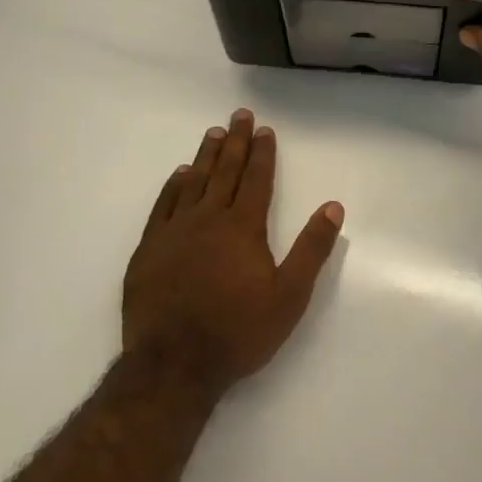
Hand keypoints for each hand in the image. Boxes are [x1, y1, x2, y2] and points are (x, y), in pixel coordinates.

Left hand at [123, 110, 343, 395]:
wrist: (173, 366)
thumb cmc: (238, 331)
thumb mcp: (290, 295)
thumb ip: (312, 248)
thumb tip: (333, 207)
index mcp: (243, 227)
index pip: (256, 179)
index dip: (262, 153)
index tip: (264, 130)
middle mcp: (208, 219)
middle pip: (225, 171)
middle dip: (235, 142)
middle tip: (239, 115)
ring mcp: (174, 232)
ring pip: (193, 182)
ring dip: (206, 156)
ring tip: (213, 134)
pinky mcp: (149, 250)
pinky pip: (163, 206)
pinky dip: (173, 186)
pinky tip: (179, 175)